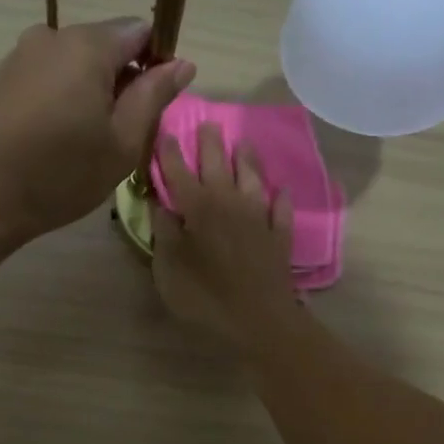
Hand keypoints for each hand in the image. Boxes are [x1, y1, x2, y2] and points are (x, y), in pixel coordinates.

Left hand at [0, 18, 194, 243]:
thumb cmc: (62, 173)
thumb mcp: (122, 142)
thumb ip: (154, 96)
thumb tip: (182, 63)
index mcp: (88, 45)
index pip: (140, 32)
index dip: (155, 64)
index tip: (151, 106)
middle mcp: (52, 36)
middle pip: (105, 45)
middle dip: (121, 80)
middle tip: (120, 134)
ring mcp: (21, 55)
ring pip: (75, 63)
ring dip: (91, 91)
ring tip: (86, 141)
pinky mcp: (2, 78)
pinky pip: (48, 76)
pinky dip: (62, 97)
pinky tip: (57, 138)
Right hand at [152, 123, 298, 345]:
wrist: (258, 320)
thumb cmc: (204, 297)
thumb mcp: (168, 269)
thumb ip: (165, 234)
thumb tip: (161, 206)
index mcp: (197, 209)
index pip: (179, 172)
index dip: (170, 153)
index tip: (166, 132)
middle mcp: (229, 204)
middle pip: (218, 166)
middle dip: (210, 144)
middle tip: (207, 124)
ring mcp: (258, 219)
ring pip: (252, 180)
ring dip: (247, 160)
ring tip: (243, 143)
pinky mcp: (279, 238)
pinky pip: (280, 211)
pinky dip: (280, 199)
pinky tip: (281, 192)